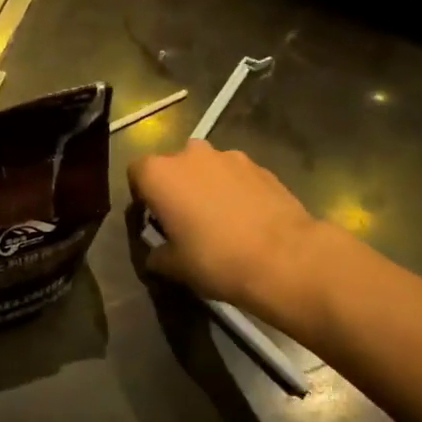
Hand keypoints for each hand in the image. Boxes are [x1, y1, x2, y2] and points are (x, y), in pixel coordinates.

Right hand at [127, 141, 330, 315]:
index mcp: (161, 174)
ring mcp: (229, 156)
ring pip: (207, 168)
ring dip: (207, 187)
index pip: (136, 173)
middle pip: (174, 166)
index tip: (152, 221)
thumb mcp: (175, 267)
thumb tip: (156, 255)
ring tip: (219, 221)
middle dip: (176, 188)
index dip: (141, 196)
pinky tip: (246, 220)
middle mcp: (191, 154)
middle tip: (184, 221)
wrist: (284, 257)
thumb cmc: (216, 259)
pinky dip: (235, 191)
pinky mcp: (260, 166)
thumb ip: (157, 255)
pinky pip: (236, 176)